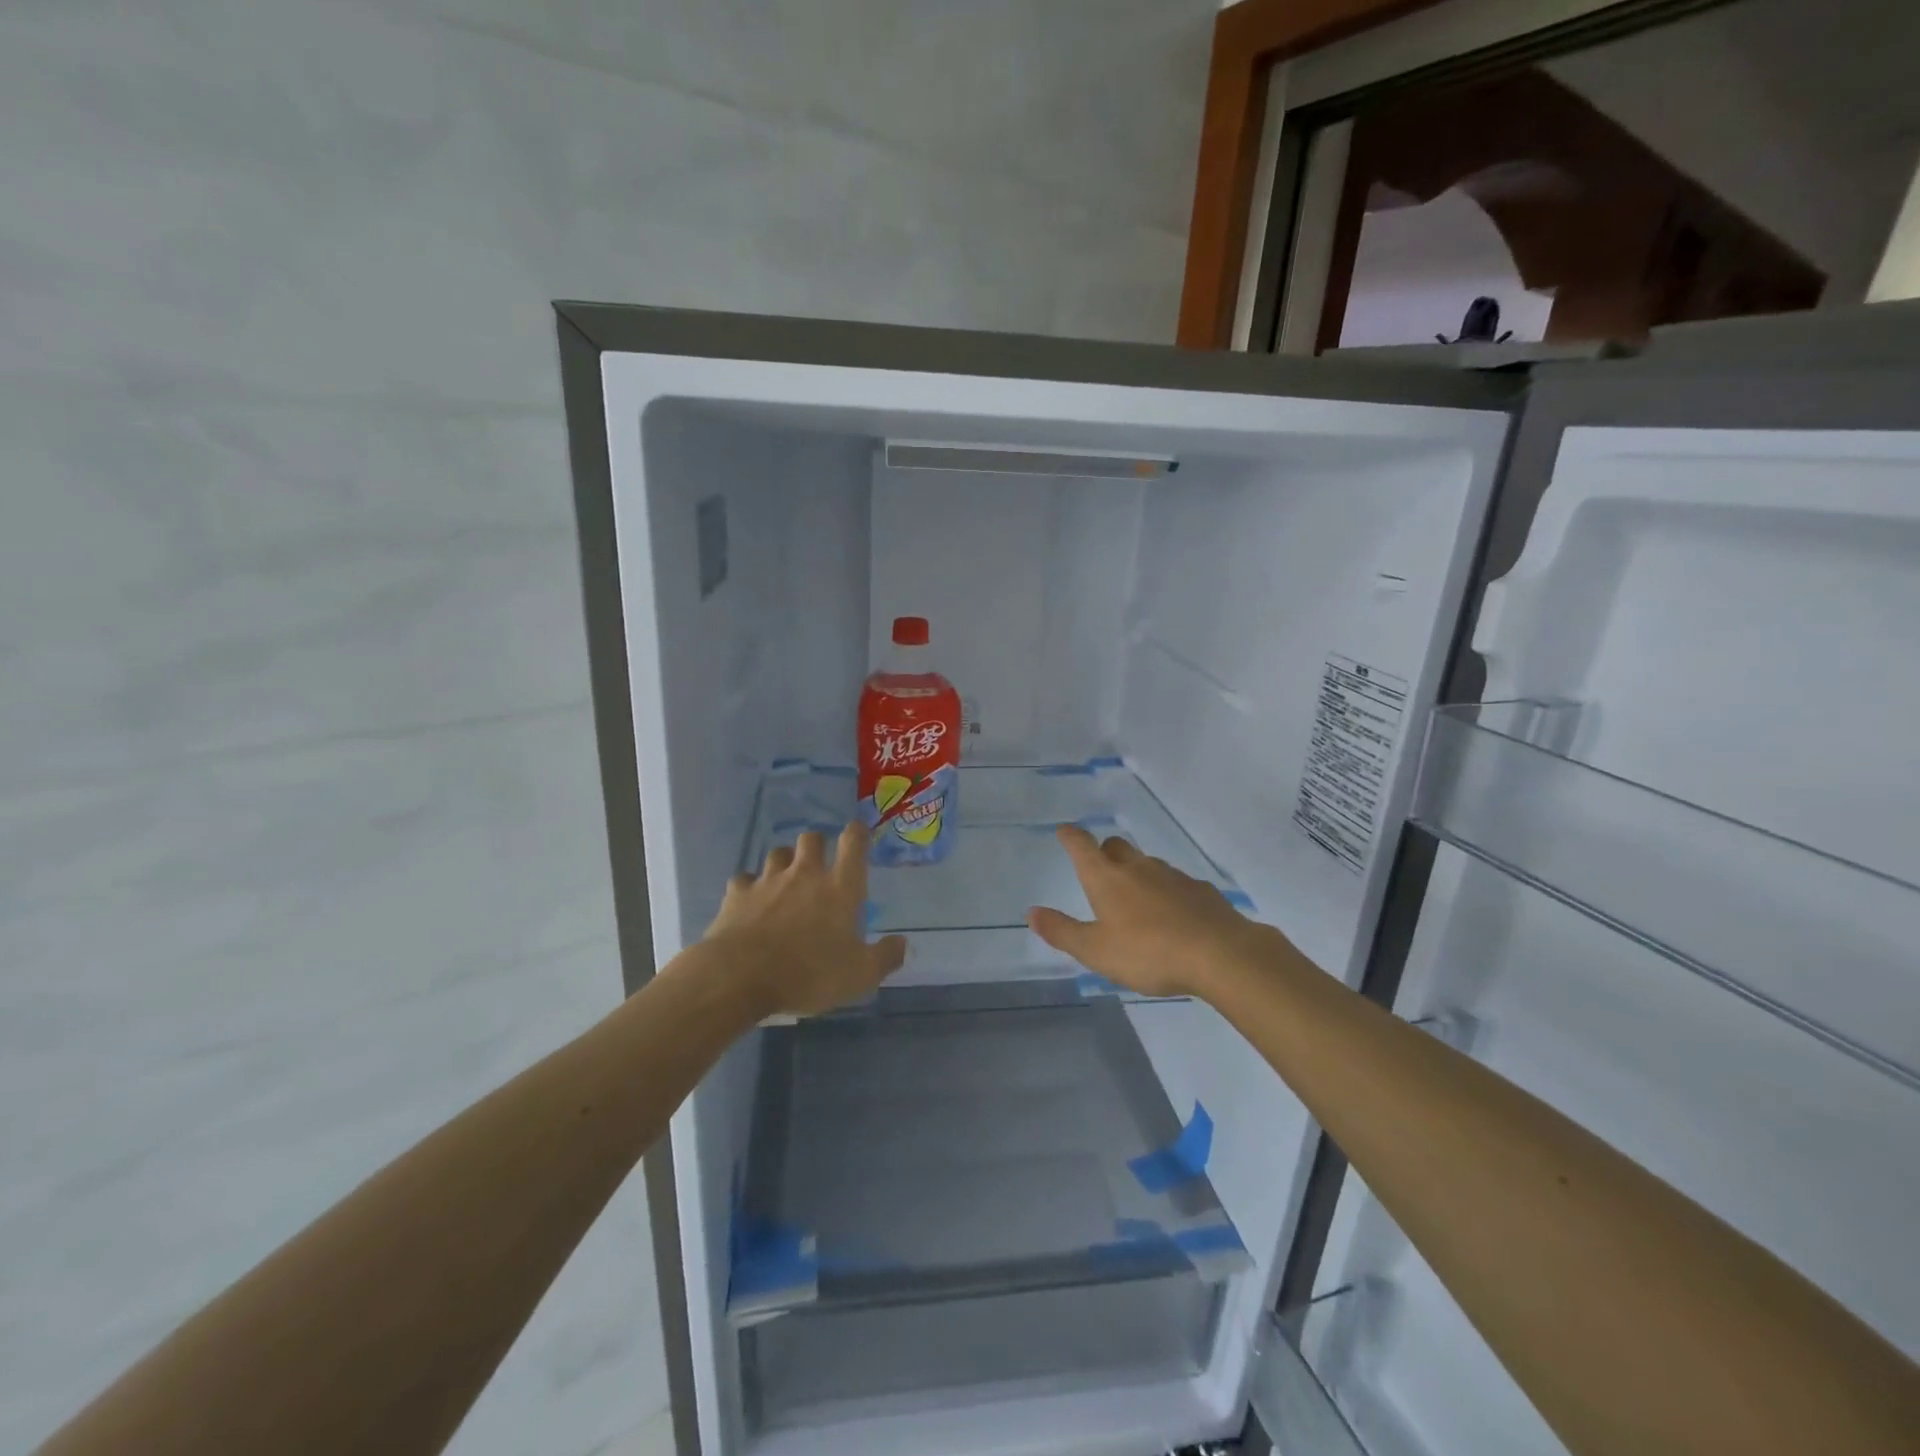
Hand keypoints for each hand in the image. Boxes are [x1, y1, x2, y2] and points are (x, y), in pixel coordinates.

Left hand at [704, 821, 907, 1016]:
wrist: (740, 977)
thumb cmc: (808, 974)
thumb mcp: (859, 976)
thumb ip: (885, 957)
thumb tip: (903, 943)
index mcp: (839, 888)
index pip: (853, 843)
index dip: (857, 833)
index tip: (858, 833)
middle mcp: (805, 874)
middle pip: (811, 838)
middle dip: (817, 845)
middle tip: (819, 864)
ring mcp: (768, 880)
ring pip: (777, 853)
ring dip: (784, 862)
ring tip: (785, 881)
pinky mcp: (737, 894)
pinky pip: (744, 879)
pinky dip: (749, 887)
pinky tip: (750, 902)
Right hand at [1027, 824, 1272, 999]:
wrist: (1221, 954)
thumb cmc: (1149, 952)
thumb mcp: (1096, 951)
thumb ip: (1063, 932)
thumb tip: (1032, 913)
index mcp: (1107, 879)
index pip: (1082, 846)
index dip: (1070, 837)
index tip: (1064, 831)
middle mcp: (1138, 868)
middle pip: (1116, 847)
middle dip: (1104, 853)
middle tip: (1100, 870)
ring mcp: (1173, 876)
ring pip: (1147, 865)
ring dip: (1136, 874)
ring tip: (1135, 901)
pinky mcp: (1201, 891)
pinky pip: (1176, 884)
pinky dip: (1166, 893)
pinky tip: (1171, 917)